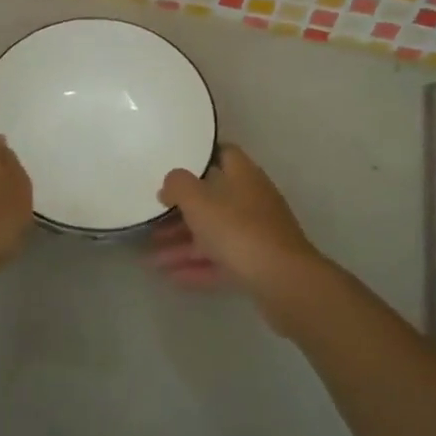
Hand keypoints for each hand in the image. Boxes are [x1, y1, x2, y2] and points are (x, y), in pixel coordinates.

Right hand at [150, 146, 332, 316]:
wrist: (284, 282)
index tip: (173, 165)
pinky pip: (221, 261)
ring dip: (183, 245)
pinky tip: (171, 277)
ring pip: (214, 234)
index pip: (224, 154)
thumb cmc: (239, 231)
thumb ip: (179, 185)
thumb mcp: (200, 201)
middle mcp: (253, 200)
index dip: (199, 157)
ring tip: (152, 259)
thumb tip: (170, 182)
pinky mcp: (257, 264)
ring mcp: (257, 234)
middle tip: (153, 221)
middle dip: (181, 213)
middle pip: (213, 200)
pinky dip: (197, 266)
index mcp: (244, 176)